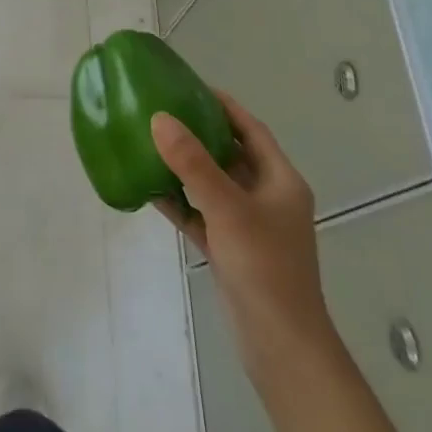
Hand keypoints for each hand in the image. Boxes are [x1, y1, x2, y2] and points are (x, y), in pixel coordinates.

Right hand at [152, 91, 332, 364]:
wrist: (280, 345)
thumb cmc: (264, 268)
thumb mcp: (227, 209)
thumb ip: (193, 164)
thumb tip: (160, 118)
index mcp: (280, 181)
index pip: (251, 130)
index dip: (224, 106)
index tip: (190, 86)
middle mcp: (268, 198)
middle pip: (230, 154)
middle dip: (199, 133)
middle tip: (163, 112)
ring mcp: (250, 226)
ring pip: (214, 185)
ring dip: (186, 167)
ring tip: (151, 144)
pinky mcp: (232, 250)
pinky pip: (203, 214)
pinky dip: (181, 202)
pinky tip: (151, 191)